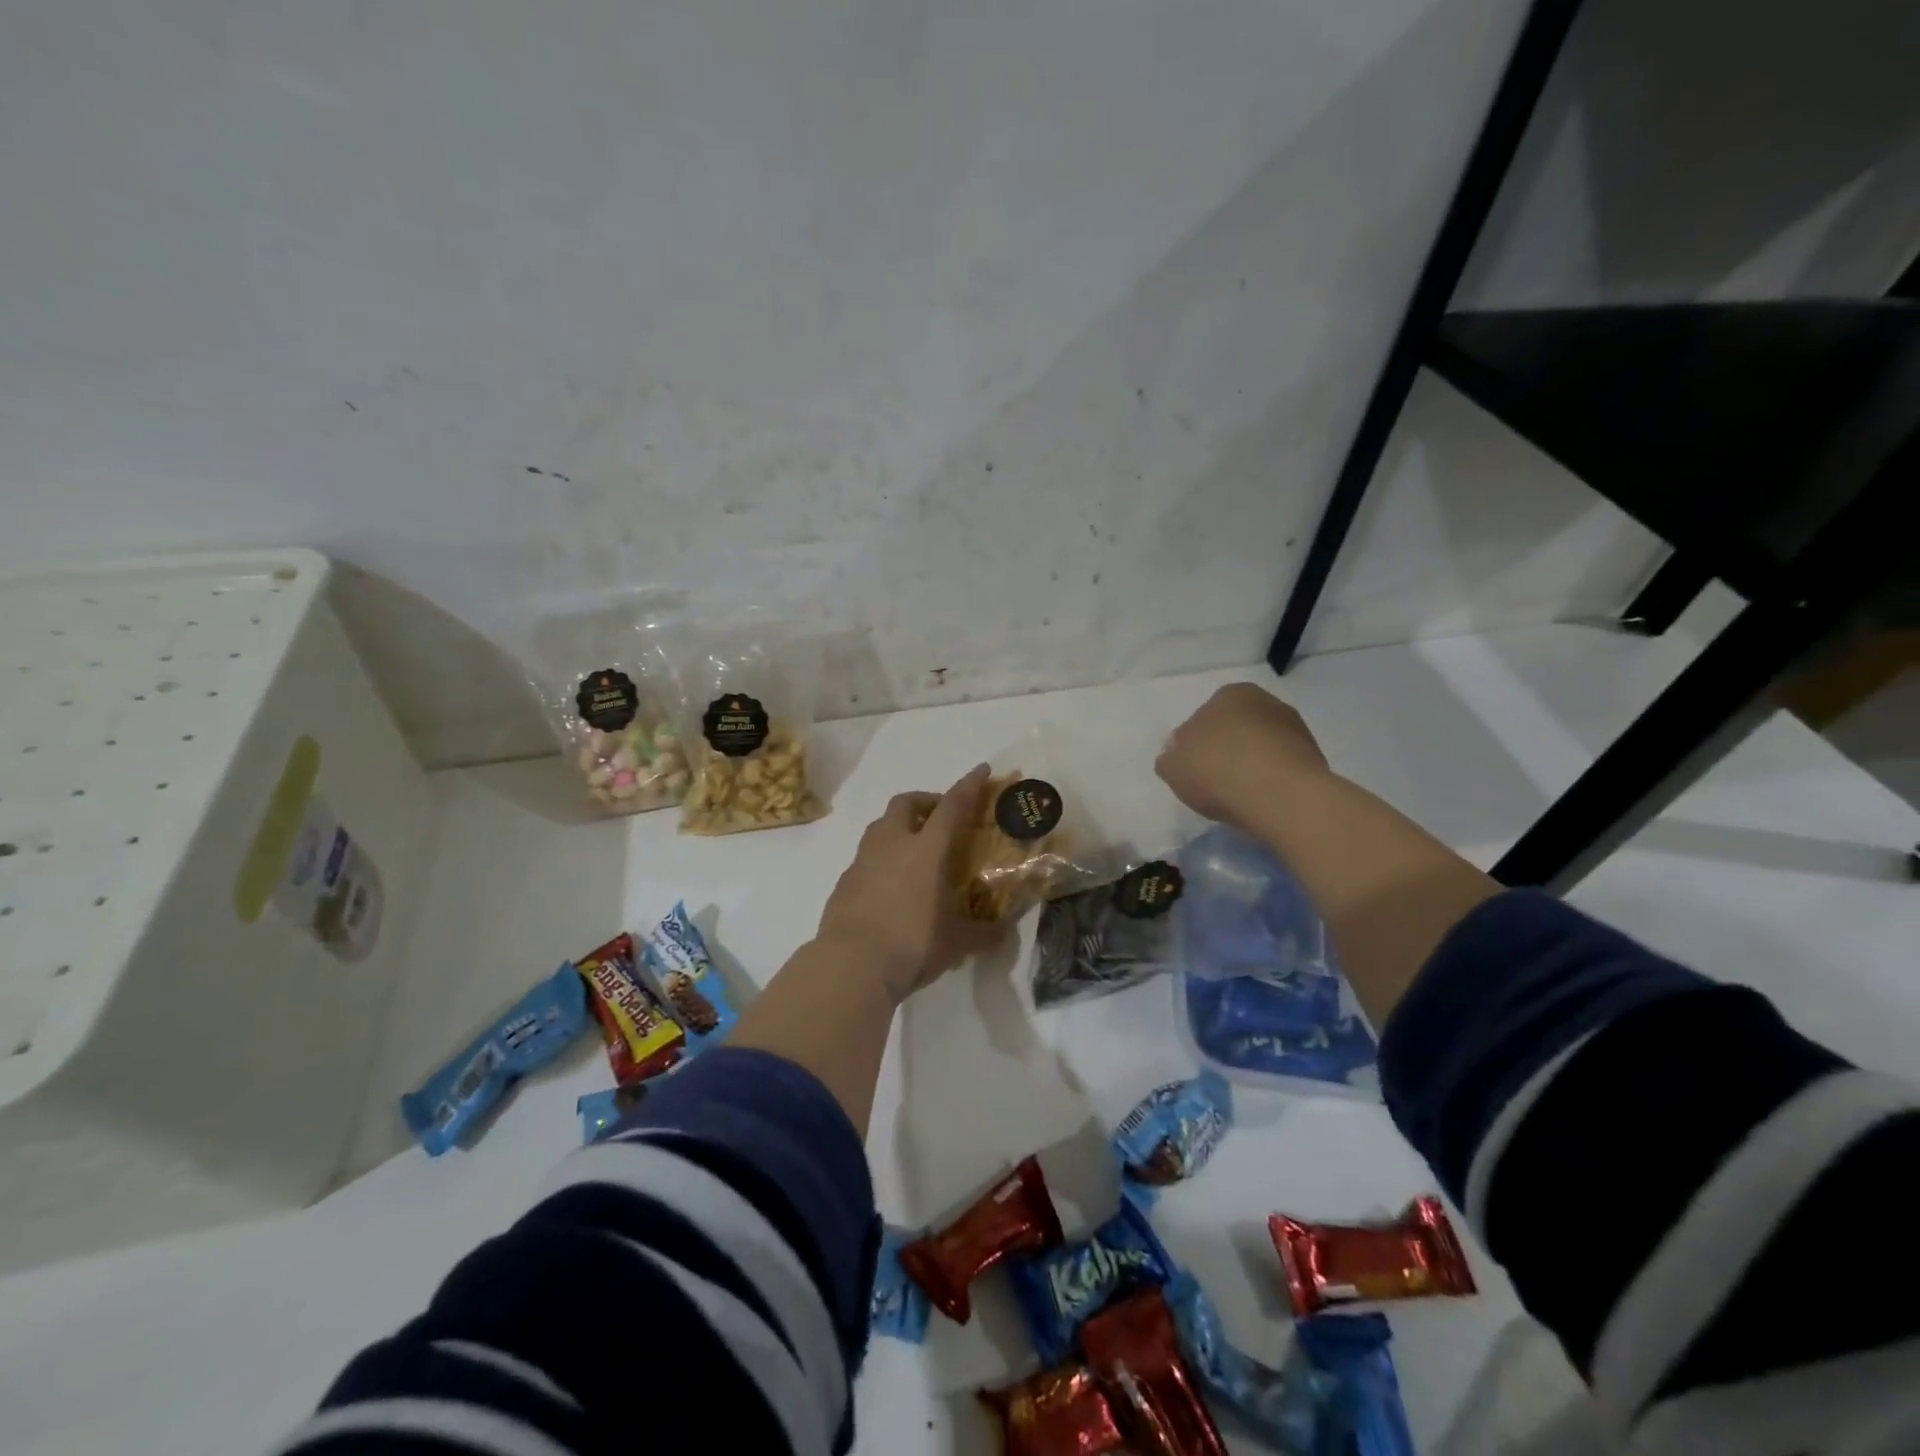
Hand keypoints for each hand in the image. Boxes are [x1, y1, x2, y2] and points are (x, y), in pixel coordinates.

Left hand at [816, 764, 1002, 1002]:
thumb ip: (983, 933)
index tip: (981, 770)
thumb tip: (1004, 932)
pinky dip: (882, 859)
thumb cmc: (912, 945)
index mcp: (926, 850)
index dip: (969, 786)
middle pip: (906, 803)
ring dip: (900, 827)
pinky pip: (866, 857)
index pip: (952, 807)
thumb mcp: (957, 942)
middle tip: (941, 819)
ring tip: (915, 851)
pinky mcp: (844, 881)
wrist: (851, 966)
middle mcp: (892, 845)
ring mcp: (863, 861)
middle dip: (925, 801)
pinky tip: (890, 885)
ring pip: (881, 826)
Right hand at [1155, 683, 1331, 829]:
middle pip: (1236, 729)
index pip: (1203, 718)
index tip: (1192, 769)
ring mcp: (1294, 727)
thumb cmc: (1217, 771)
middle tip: (1215, 781)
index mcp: (1228, 694)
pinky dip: (1271, 778)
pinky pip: (1281, 766)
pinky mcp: (1315, 755)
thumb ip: (1170, 759)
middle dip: (1226, 750)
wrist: (1280, 796)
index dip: (1194, 745)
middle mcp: (1264, 701)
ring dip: (1251, 764)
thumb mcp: (1172, 768)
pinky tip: (1262, 799)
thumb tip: (1176, 756)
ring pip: (1261, 746)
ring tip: (1240, 795)